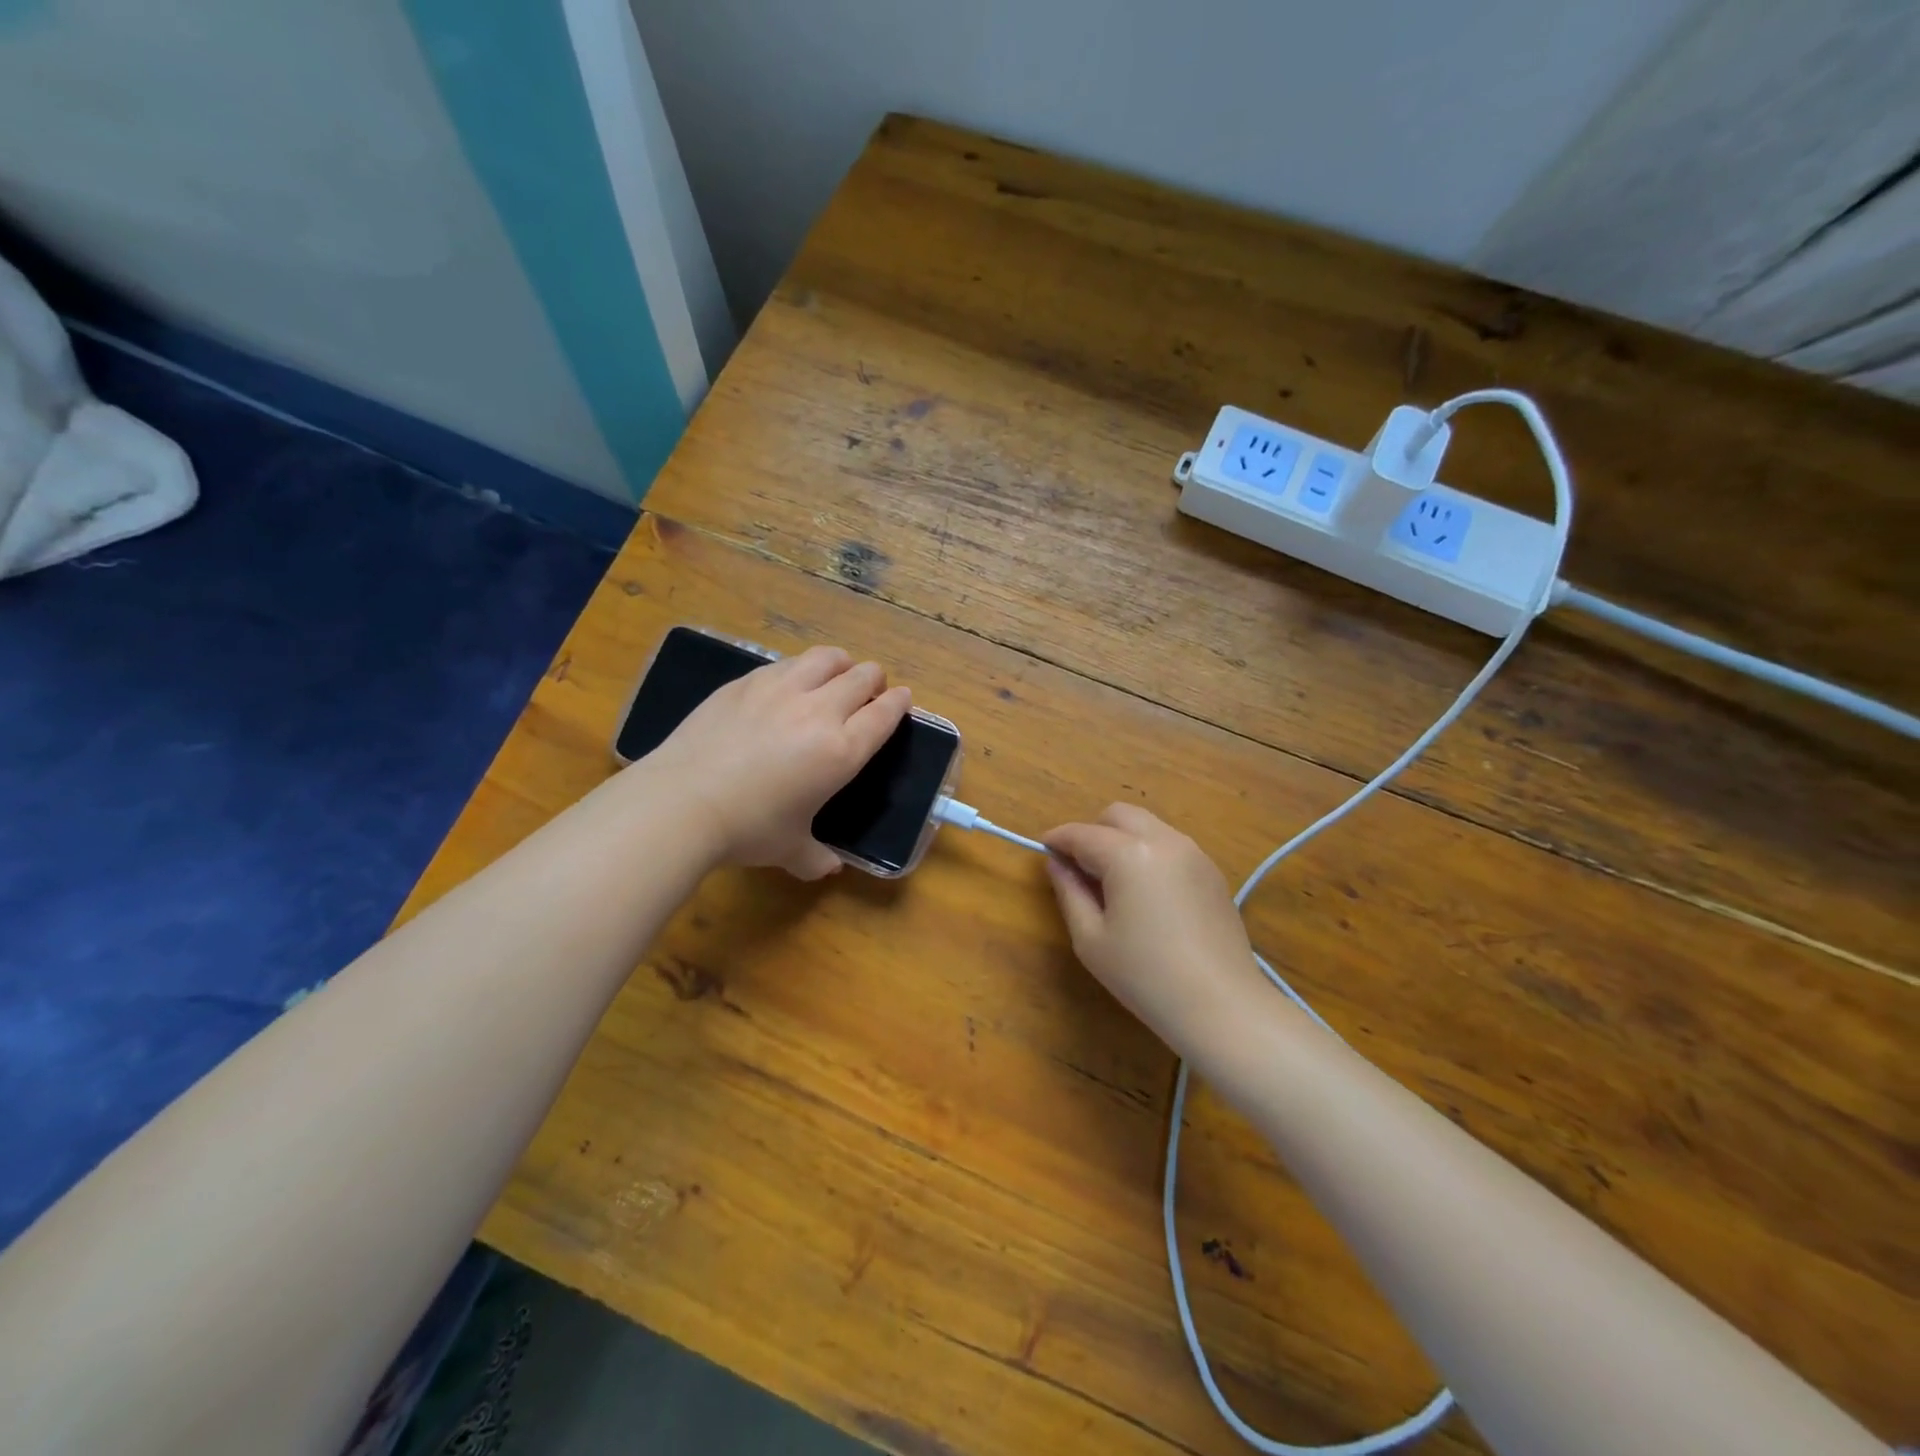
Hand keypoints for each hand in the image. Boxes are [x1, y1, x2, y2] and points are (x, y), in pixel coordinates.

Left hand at [640, 645, 910, 878]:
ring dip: (840, 665)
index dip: (899, 702)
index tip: (902, 699)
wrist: (682, 802)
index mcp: (842, 751)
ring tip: (834, 676)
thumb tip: (828, 868)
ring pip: (827, 658)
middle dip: (874, 680)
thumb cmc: (747, 829)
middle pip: (863, 676)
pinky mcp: (746, 681)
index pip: (884, 713)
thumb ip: (815, 857)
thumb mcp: (789, 849)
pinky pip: (786, 663)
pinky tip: (788, 685)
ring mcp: (781, 689)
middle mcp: (820, 711)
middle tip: (869, 692)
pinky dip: (799, 670)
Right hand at [1044, 804, 1271, 1056]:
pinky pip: (1170, 846)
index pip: (1083, 834)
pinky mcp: (1212, 872)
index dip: (1058, 839)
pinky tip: (1145, 893)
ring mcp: (1194, 854)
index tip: (1043, 850)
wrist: (1221, 1006)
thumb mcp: (1091, 939)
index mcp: (1129, 854)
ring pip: (1148, 826)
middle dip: (1093, 831)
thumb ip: (1069, 892)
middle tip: (1080, 867)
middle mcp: (1164, 841)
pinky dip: (1149, 853)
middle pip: (1119, 815)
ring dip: (1123, 839)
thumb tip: (1057, 864)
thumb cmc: (1145, 976)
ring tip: (1112, 882)